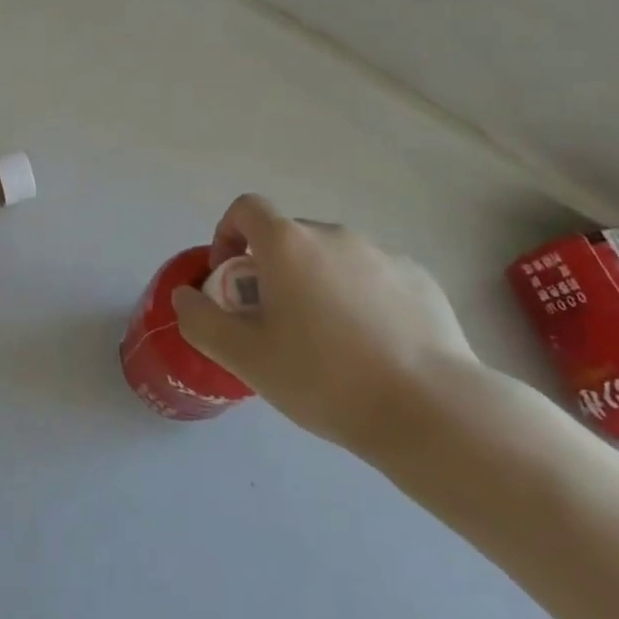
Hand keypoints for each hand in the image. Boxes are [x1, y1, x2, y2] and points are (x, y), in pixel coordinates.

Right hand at [172, 194, 479, 460]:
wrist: (431, 410)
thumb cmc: (325, 378)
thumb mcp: (245, 358)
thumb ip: (201, 320)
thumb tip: (186, 295)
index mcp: (289, 244)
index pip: (246, 209)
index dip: (227, 235)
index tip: (231, 281)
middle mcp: (335, 235)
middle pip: (288, 237)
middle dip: (271, 270)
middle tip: (276, 324)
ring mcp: (383, 254)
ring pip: (332, 259)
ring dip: (317, 284)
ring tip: (328, 343)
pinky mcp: (420, 279)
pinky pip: (373, 277)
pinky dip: (360, 298)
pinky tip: (373, 347)